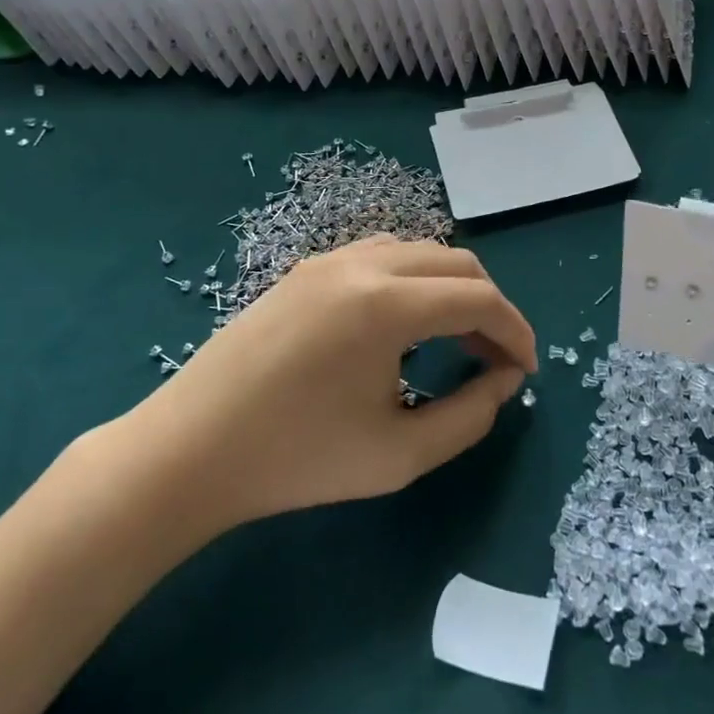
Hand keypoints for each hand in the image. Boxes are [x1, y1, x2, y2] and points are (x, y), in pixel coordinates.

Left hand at [122, 237, 536, 546]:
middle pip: (456, 264)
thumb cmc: (296, 461)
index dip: (516, 332)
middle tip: (495, 359)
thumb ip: (469, 416)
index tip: (525, 370)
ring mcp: (328, 261)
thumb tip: (504, 381)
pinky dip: (412, 279)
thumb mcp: (399, 454)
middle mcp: (362, 264)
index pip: (479, 299)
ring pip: (418, 252)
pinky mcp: (304, 270)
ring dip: (450, 288)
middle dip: (489, 307)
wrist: (188, 452)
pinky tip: (404, 323)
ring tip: (455, 338)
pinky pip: (379, 256)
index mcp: (387, 304)